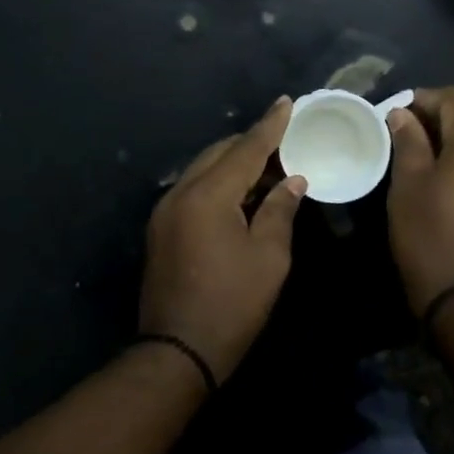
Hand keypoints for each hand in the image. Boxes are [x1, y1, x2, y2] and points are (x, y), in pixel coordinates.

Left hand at [139, 97, 306, 382]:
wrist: (177, 351)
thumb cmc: (232, 305)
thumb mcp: (269, 257)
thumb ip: (280, 211)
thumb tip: (292, 181)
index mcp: (207, 195)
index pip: (245, 149)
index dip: (270, 126)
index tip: (287, 102)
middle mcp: (180, 193)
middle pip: (219, 154)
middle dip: (251, 144)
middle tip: (285, 143)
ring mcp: (165, 211)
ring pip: (203, 170)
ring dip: (234, 165)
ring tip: (269, 168)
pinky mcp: (161, 229)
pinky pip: (193, 190)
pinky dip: (219, 184)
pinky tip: (241, 195)